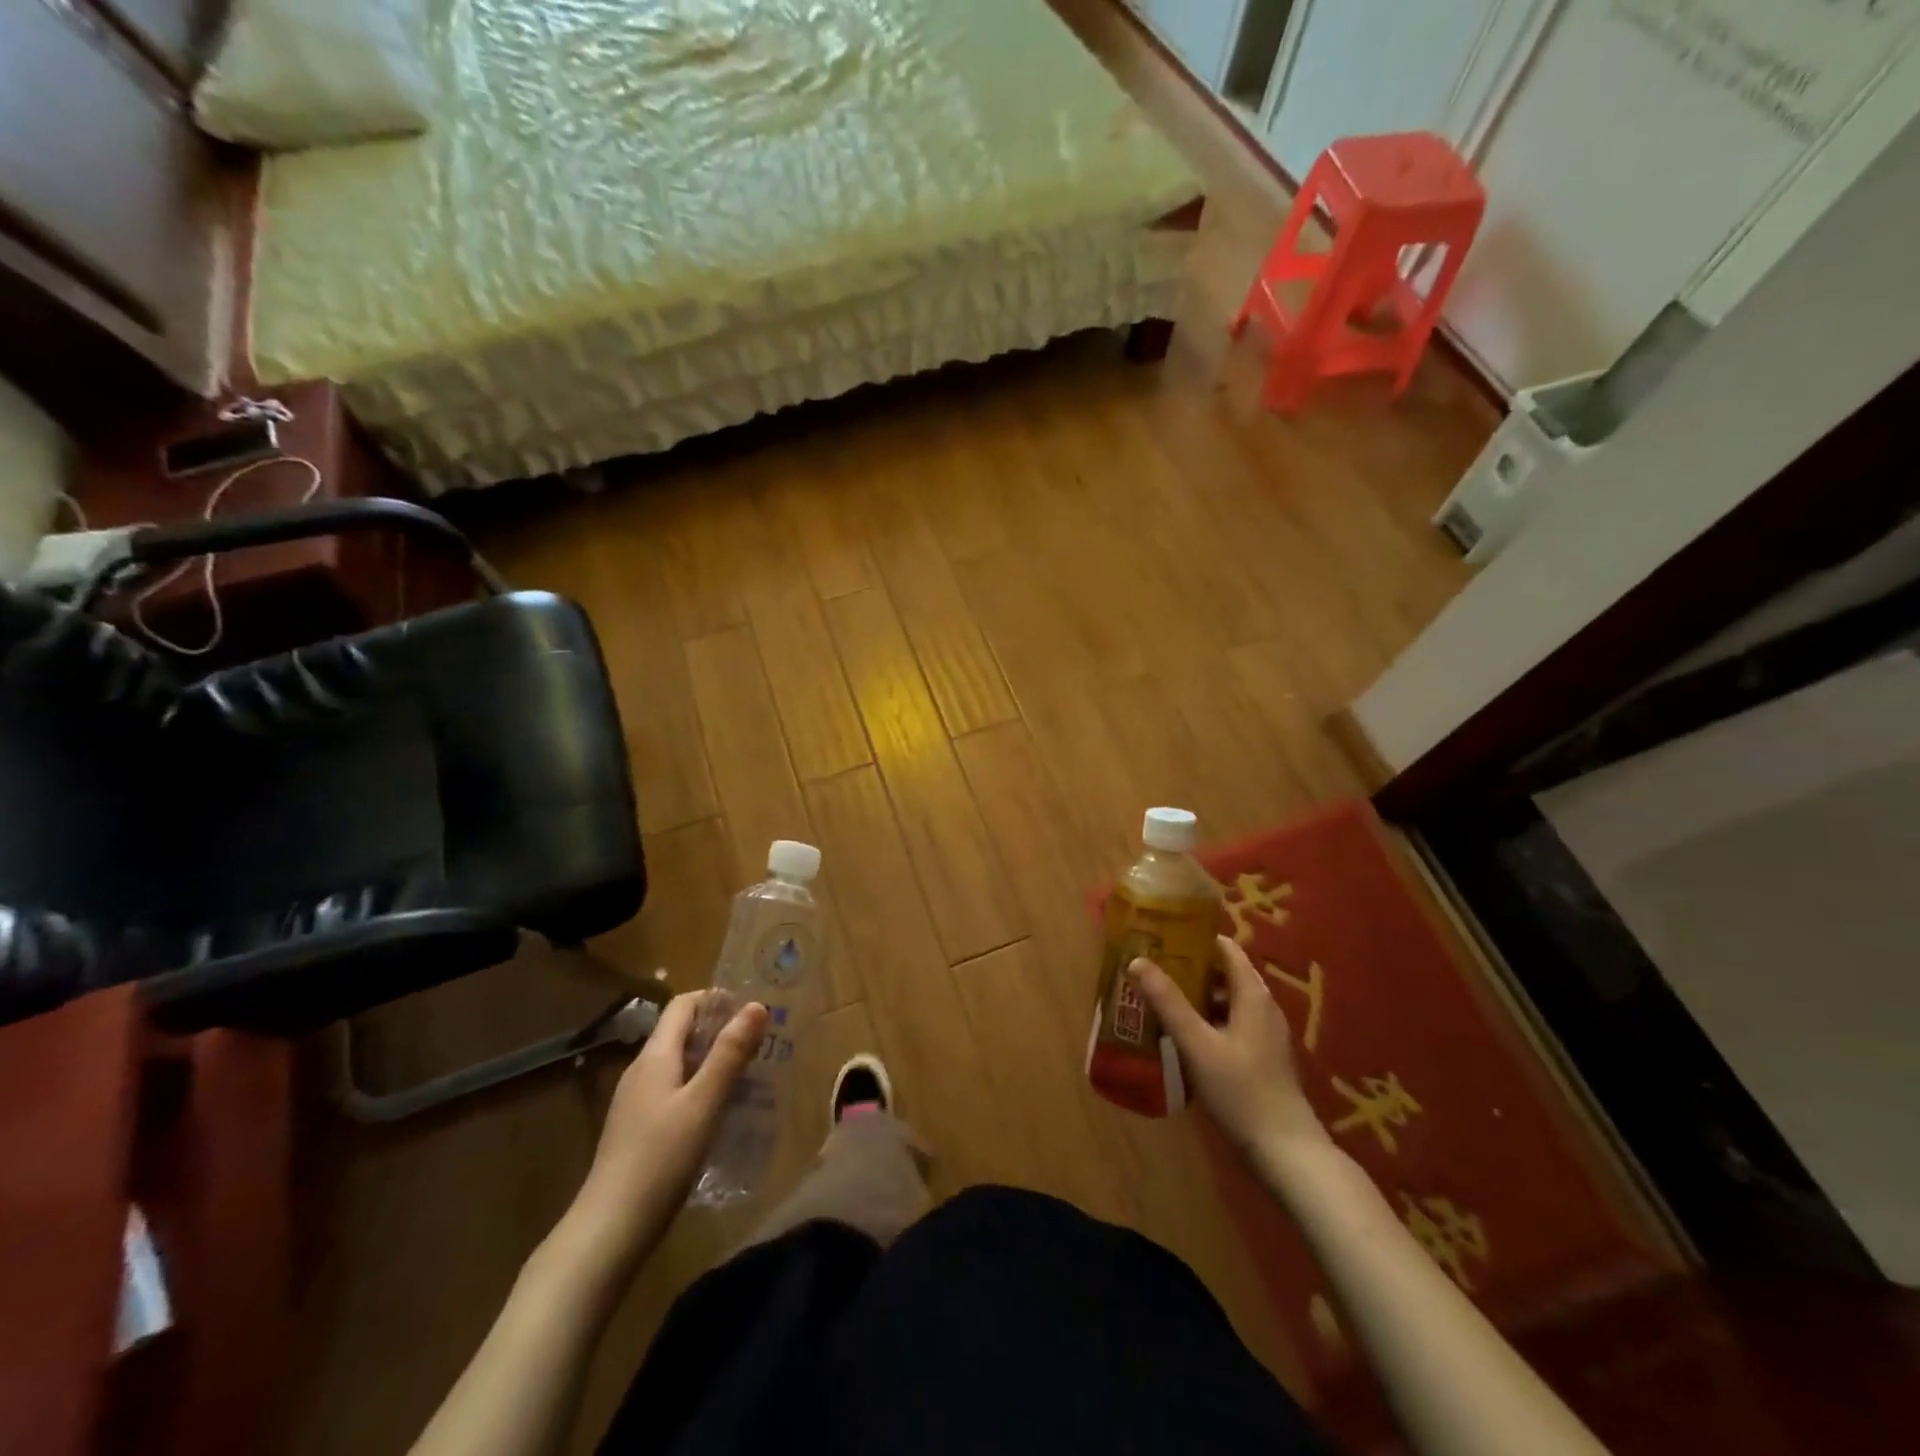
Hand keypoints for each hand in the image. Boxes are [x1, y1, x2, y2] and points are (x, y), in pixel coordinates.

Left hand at [568, 991, 768, 1264]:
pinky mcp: (637, 1129)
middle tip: (760, 1042)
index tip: (752, 1011)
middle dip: (720, 1030)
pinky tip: (721, 1111)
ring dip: (712, 1060)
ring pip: (679, 1063)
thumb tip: (756, 1006)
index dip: (716, 999)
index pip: (683, 1005)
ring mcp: (636, 1102)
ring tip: (749, 1074)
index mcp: (654, 1056)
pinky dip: (700, 1087)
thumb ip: (730, 1054)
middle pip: (681, 1032)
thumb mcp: (703, 1103)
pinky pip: (674, 1090)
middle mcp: (641, 1071)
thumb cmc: (660, 1159)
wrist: (608, 1231)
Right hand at [1129, 935, 1328, 1166]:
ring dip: (1193, 998)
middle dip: (1187, 969)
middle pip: (1223, 974)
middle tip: (1150, 968)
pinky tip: (1179, 1038)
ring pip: (1225, 1002)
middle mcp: (1262, 1008)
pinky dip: (1204, 1022)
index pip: (1225, 949)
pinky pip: (1228, 1026)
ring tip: (1156, 999)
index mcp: (1253, 995)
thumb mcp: (1198, 1045)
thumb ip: (1168, 1002)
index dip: (1195, 939)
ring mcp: (1264, 1036)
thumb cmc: (1242, 1092)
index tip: (1161, 936)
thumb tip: (1137, 961)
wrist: (1287, 1154)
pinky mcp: (1260, 1060)